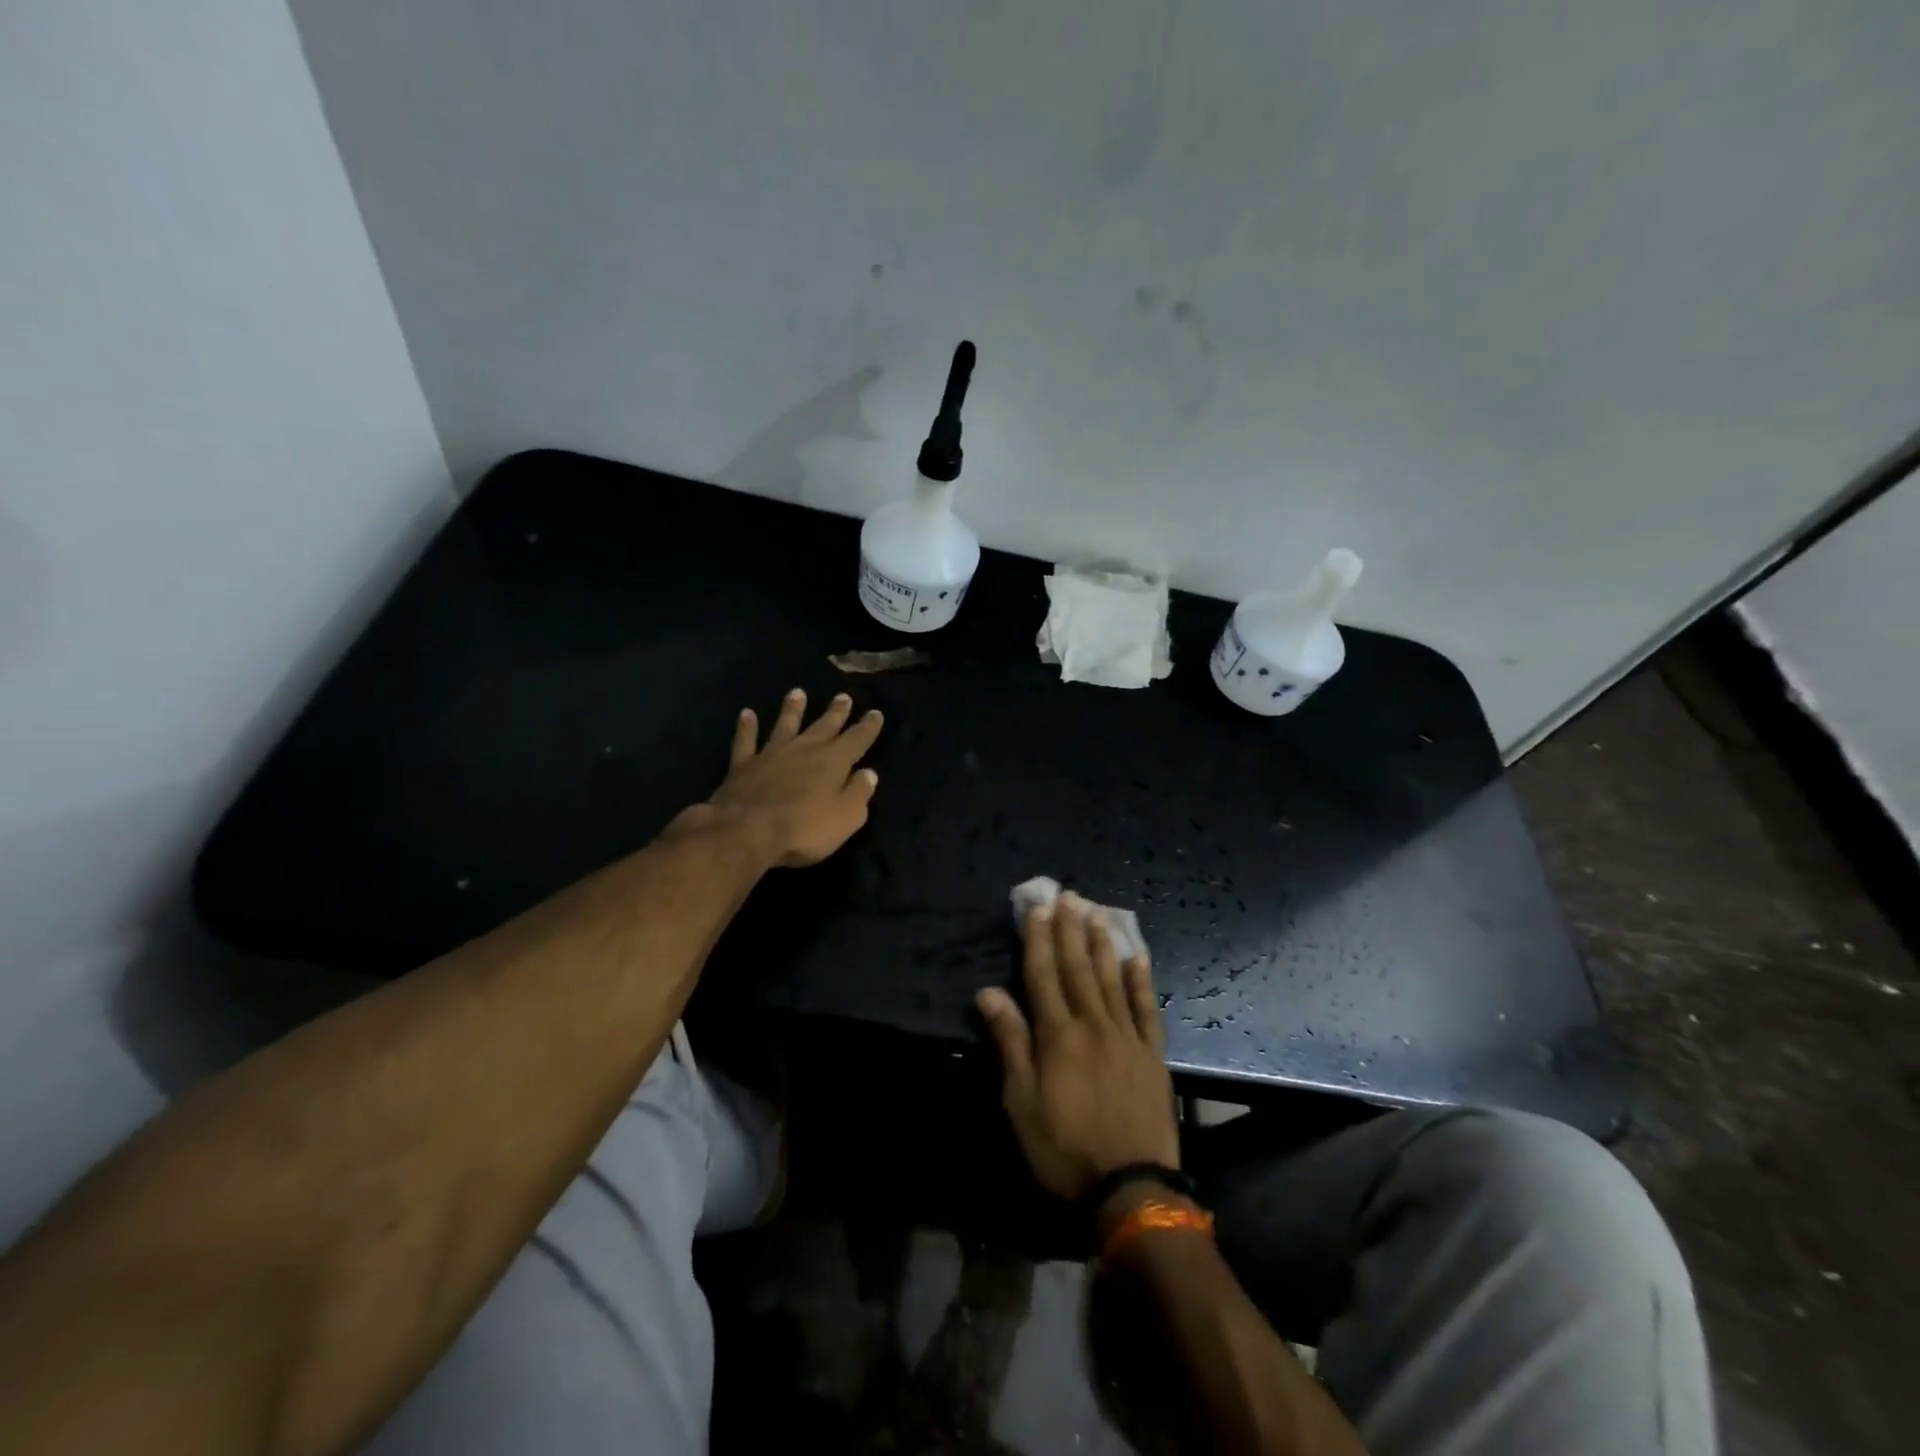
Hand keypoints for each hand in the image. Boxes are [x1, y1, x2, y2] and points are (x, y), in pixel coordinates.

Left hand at [678, 688, 882, 867]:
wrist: (747, 832)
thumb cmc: (805, 828)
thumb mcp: (847, 817)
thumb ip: (859, 793)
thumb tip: (869, 773)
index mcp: (834, 761)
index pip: (857, 739)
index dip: (868, 726)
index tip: (876, 713)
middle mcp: (804, 749)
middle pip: (824, 725)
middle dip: (836, 712)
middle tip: (843, 697)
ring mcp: (772, 754)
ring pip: (785, 724)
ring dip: (792, 709)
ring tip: (797, 692)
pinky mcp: (743, 764)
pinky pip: (745, 740)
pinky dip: (746, 727)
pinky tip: (746, 714)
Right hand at [976, 893, 1177, 1201]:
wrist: (1131, 1186)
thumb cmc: (1064, 1148)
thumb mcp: (1021, 1102)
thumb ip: (1010, 1042)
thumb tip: (988, 992)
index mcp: (1057, 1035)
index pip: (1043, 974)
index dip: (1038, 938)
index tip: (1037, 907)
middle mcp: (1093, 1024)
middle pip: (1077, 968)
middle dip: (1069, 929)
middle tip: (1068, 894)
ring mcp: (1127, 1036)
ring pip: (1111, 978)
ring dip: (1101, 943)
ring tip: (1096, 911)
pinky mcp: (1152, 1053)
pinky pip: (1146, 1008)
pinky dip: (1140, 980)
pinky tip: (1137, 956)